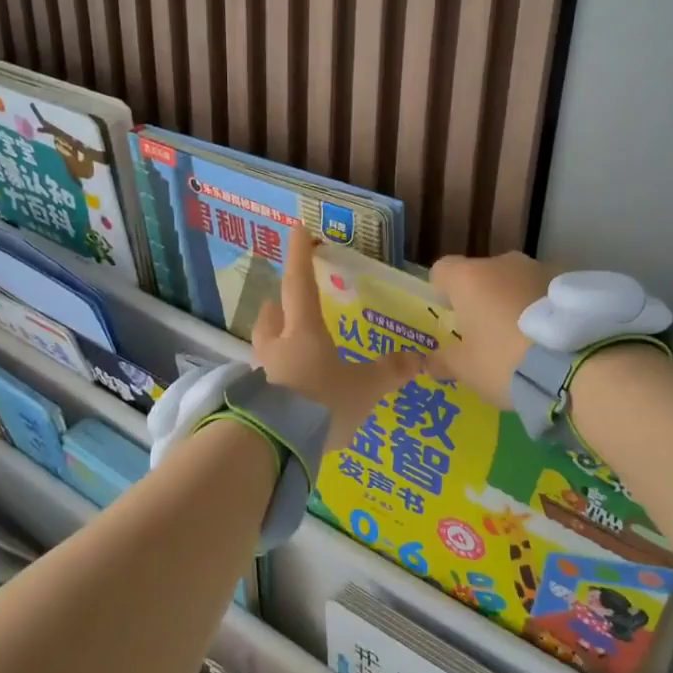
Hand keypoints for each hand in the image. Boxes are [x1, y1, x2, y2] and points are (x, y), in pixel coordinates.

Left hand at [252, 230, 427, 452]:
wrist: (273, 445)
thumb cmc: (321, 403)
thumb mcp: (364, 389)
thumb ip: (389, 372)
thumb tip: (420, 357)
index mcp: (303, 331)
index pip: (300, 283)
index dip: (300, 255)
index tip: (295, 227)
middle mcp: (277, 346)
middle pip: (271, 315)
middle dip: (278, 305)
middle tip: (283, 302)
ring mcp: (259, 374)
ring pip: (264, 346)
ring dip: (274, 340)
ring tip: (288, 347)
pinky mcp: (252, 402)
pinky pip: (262, 378)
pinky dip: (273, 377)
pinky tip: (285, 391)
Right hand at [427, 251, 559, 408]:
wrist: (577, 363)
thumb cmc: (505, 361)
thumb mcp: (466, 370)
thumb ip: (444, 361)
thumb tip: (428, 362)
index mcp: (469, 278)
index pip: (442, 270)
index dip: (442, 291)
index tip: (451, 317)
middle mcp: (503, 263)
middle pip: (483, 275)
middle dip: (483, 298)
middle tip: (490, 335)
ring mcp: (541, 267)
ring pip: (517, 281)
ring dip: (516, 301)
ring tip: (528, 339)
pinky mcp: (573, 280)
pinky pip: (547, 291)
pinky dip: (545, 307)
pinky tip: (553, 338)